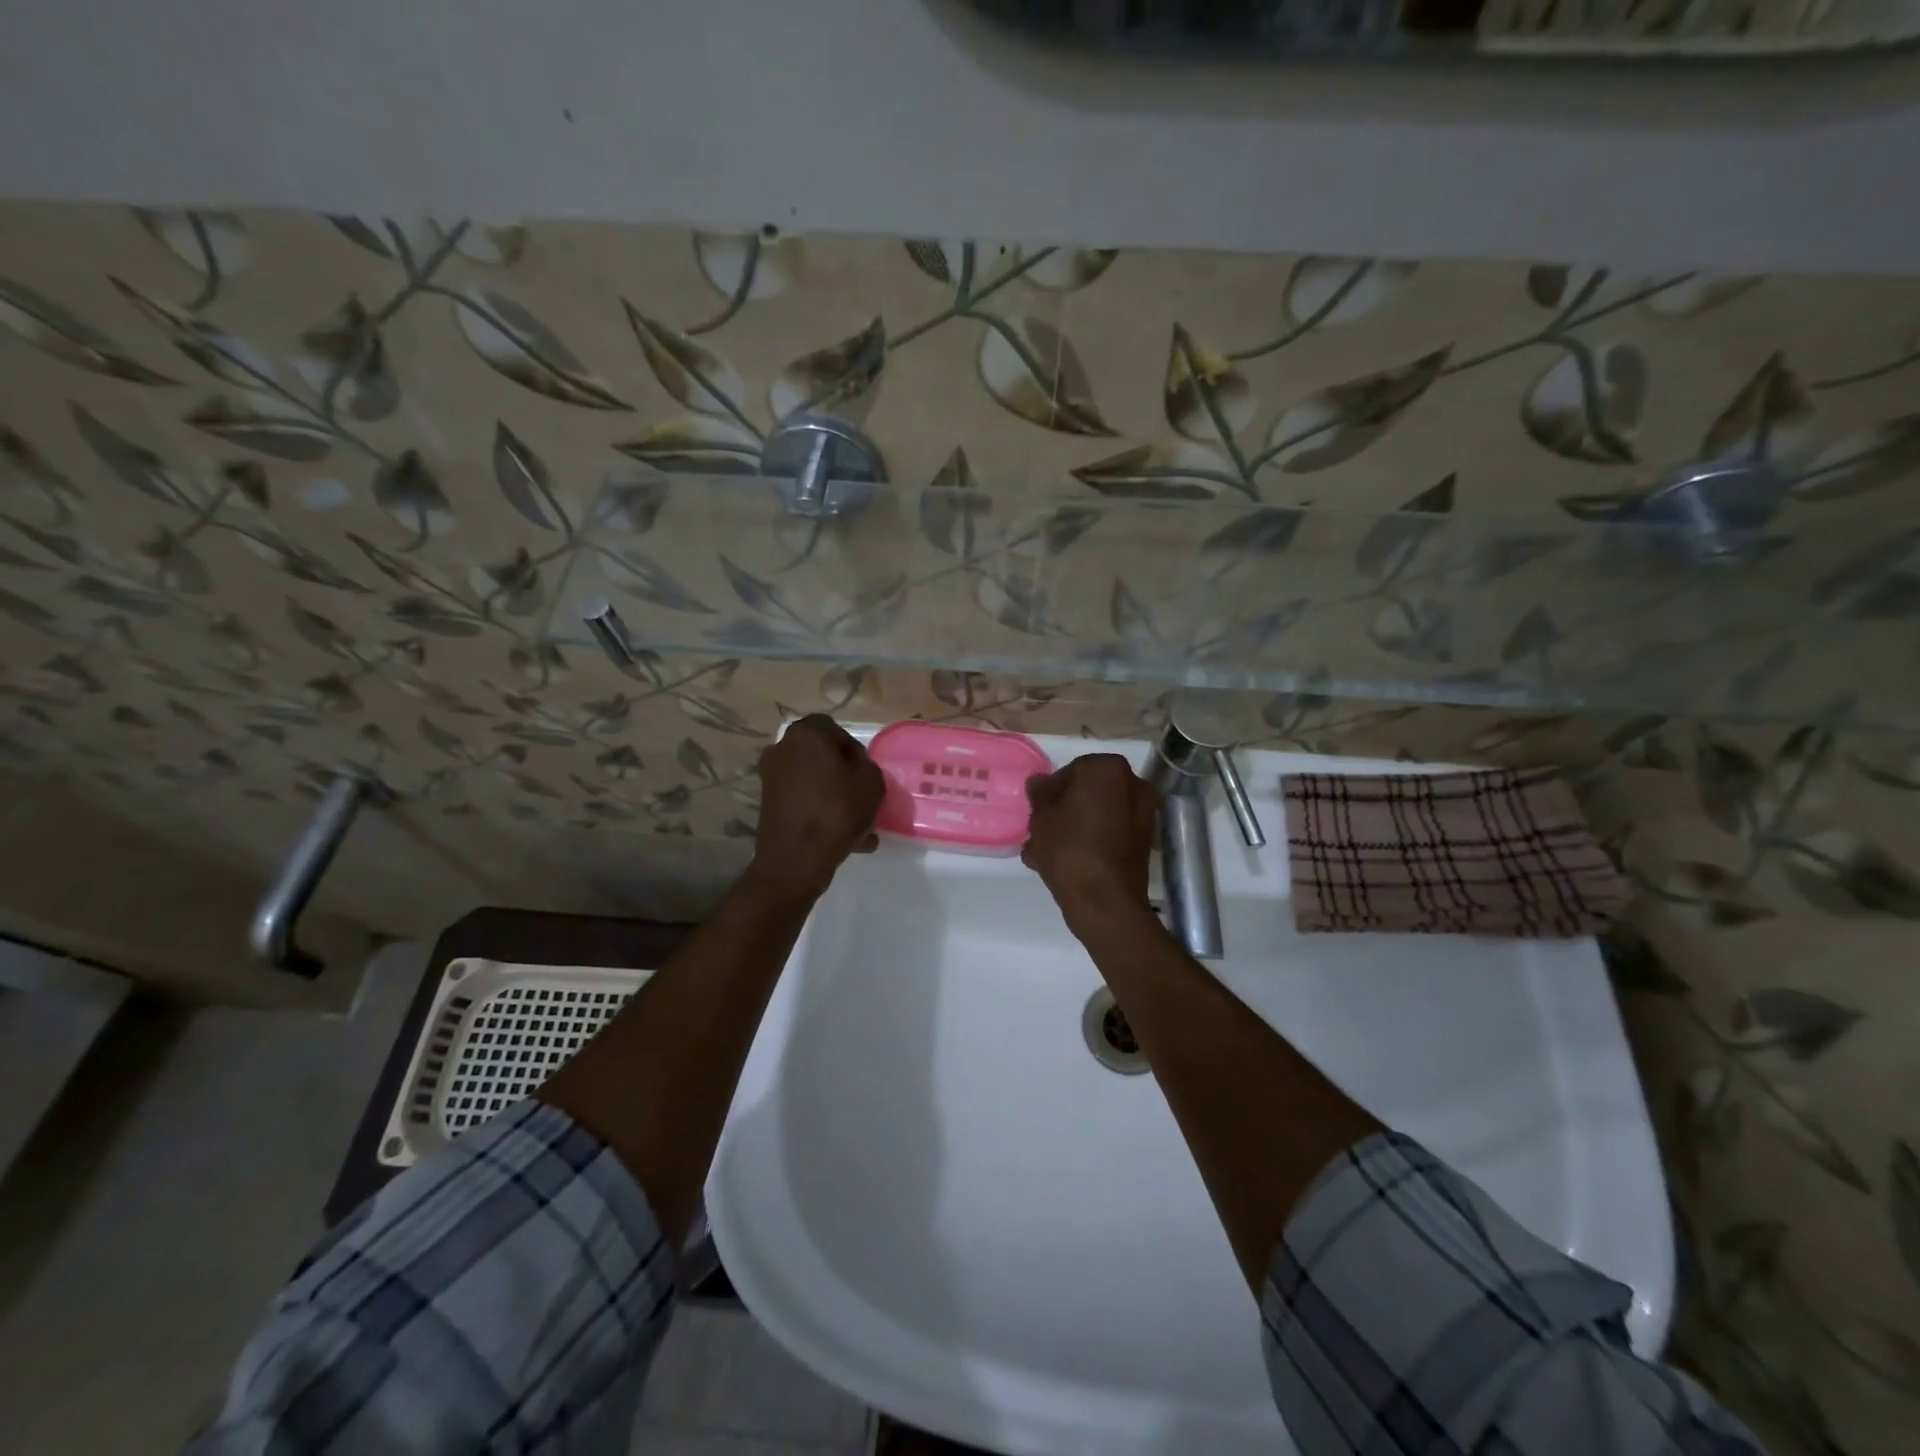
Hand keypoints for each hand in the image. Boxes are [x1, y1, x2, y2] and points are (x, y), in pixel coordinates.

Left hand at [747, 715, 884, 902]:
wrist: (796, 859)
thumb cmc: (837, 811)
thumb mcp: (871, 782)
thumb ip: (867, 765)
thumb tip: (854, 767)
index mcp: (805, 734)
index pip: (835, 729)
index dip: (854, 751)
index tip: (866, 775)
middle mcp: (782, 748)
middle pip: (821, 756)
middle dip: (843, 775)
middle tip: (862, 797)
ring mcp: (771, 777)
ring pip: (814, 781)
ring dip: (834, 797)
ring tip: (859, 826)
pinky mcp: (768, 803)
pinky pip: (803, 801)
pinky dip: (821, 812)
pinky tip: (845, 839)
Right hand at [1023, 754, 1159, 932]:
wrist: (1104, 901)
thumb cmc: (1068, 848)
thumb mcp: (1041, 818)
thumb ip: (1040, 793)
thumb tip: (1040, 782)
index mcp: (1108, 768)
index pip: (1072, 769)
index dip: (1051, 790)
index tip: (1037, 810)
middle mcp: (1134, 784)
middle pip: (1089, 791)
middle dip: (1066, 808)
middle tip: (1043, 828)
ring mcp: (1144, 814)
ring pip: (1099, 814)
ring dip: (1077, 826)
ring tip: (1048, 850)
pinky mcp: (1145, 842)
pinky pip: (1111, 833)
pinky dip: (1093, 841)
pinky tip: (1067, 861)